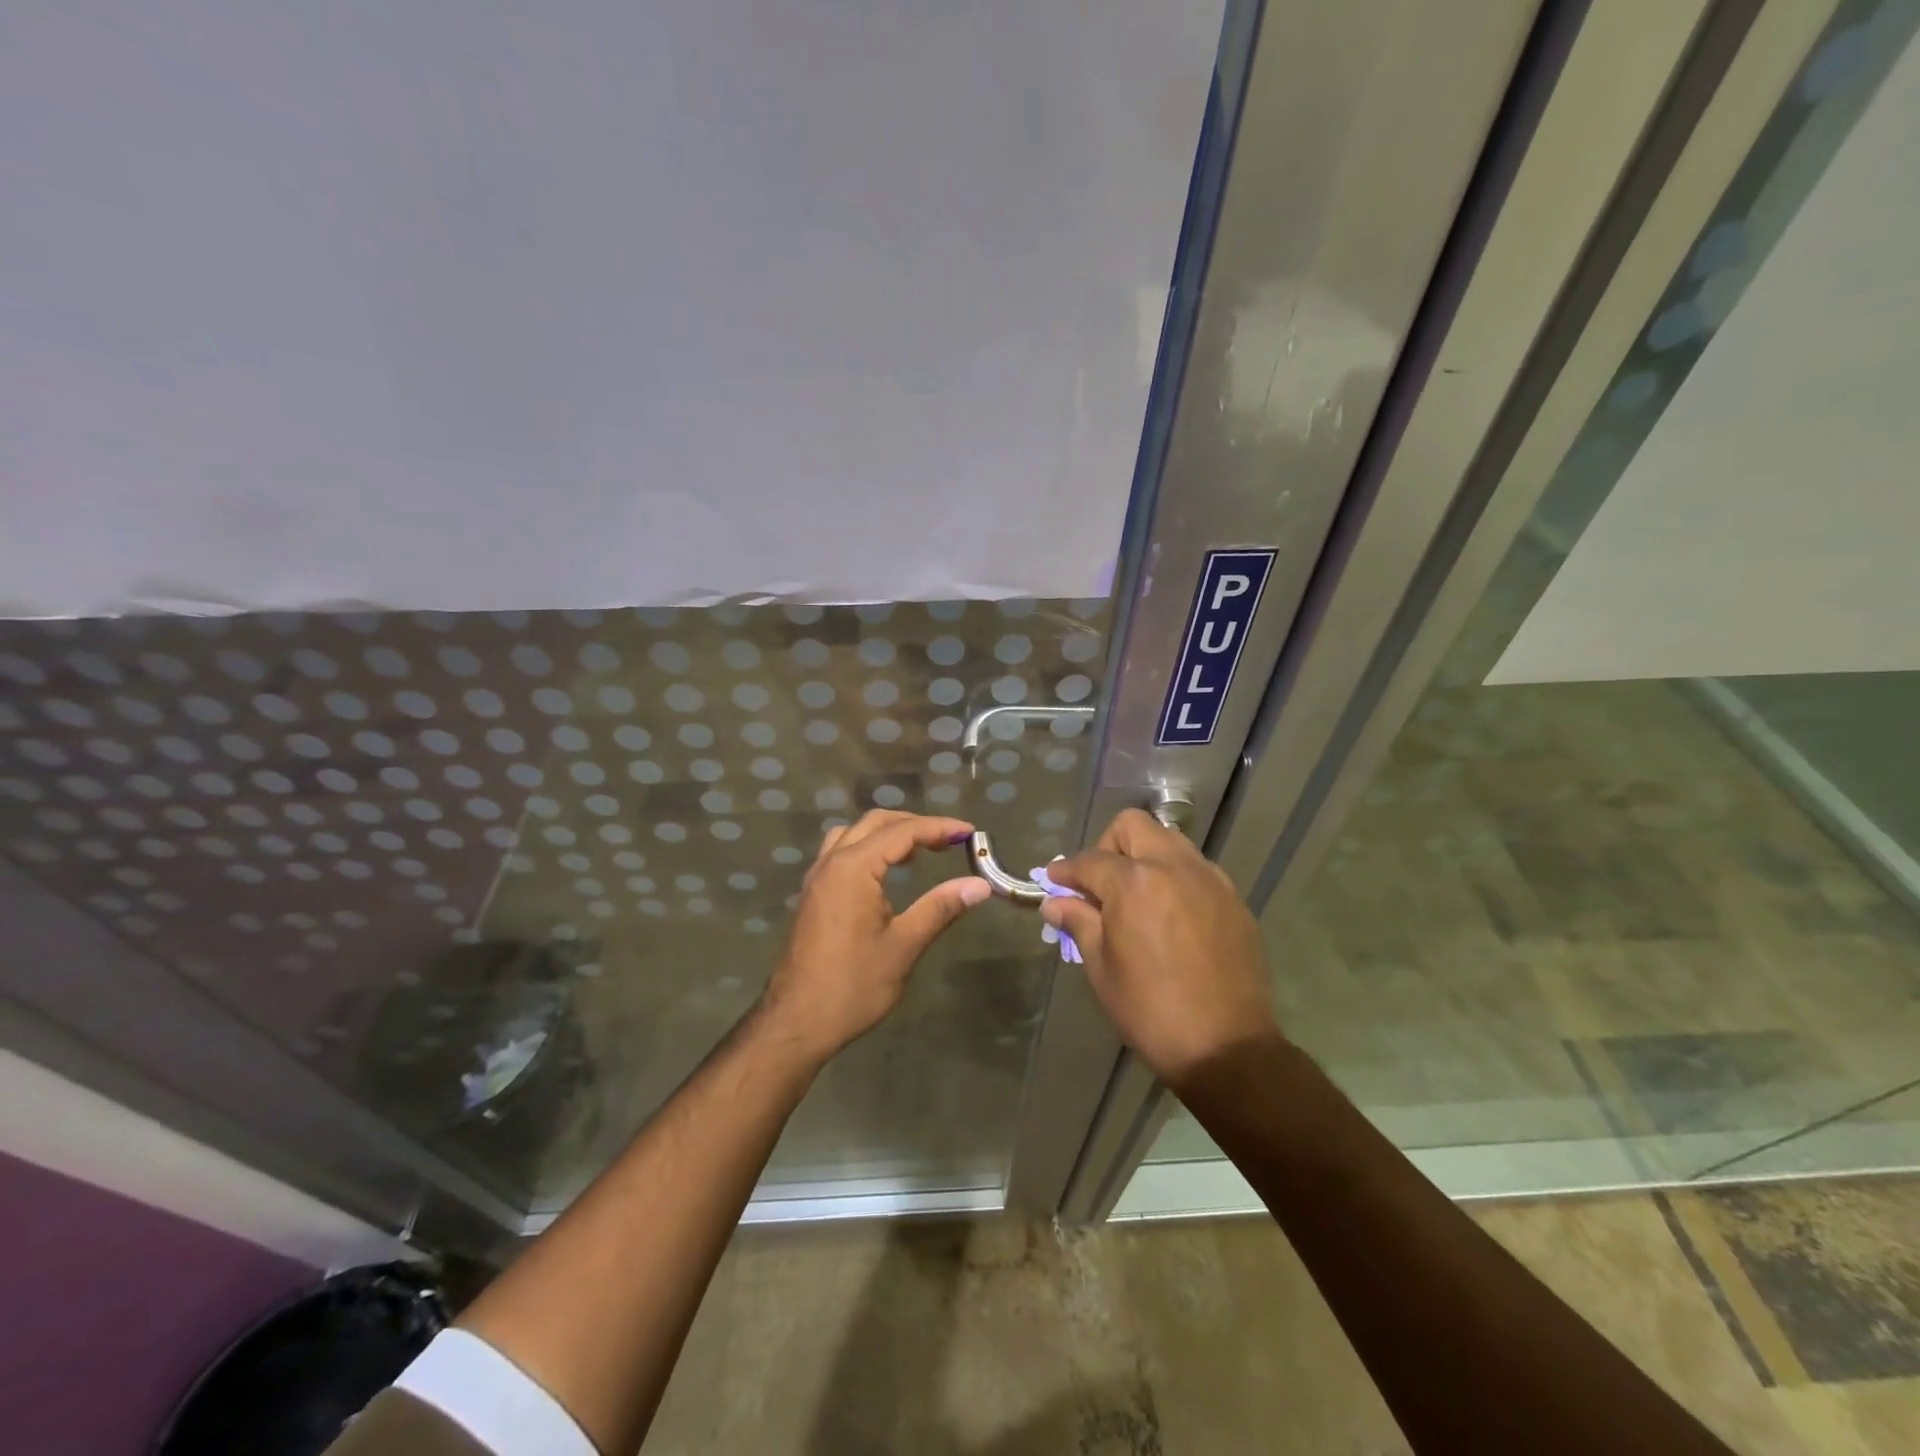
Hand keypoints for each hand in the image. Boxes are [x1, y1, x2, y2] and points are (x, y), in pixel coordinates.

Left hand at [758, 810, 991, 1064]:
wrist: (796, 1022)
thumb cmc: (853, 985)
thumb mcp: (903, 946)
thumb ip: (940, 907)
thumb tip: (980, 885)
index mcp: (853, 868)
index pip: (903, 832)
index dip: (939, 828)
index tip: (970, 832)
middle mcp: (831, 862)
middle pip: (875, 823)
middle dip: (914, 824)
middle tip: (949, 839)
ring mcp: (817, 878)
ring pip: (853, 833)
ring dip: (887, 833)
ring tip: (918, 851)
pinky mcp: (812, 895)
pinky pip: (840, 852)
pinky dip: (867, 848)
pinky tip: (885, 873)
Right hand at [1044, 809, 1279, 1085]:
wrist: (1227, 1047)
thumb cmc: (1151, 1010)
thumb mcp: (1101, 968)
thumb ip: (1079, 922)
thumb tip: (1055, 902)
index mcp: (1134, 882)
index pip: (1089, 860)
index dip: (1065, 871)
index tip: (1053, 882)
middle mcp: (1173, 867)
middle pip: (1133, 826)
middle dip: (1108, 846)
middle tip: (1100, 884)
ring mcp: (1209, 880)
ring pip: (1169, 841)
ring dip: (1145, 856)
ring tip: (1136, 896)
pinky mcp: (1233, 899)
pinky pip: (1197, 869)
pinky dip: (1175, 877)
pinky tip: (1171, 915)